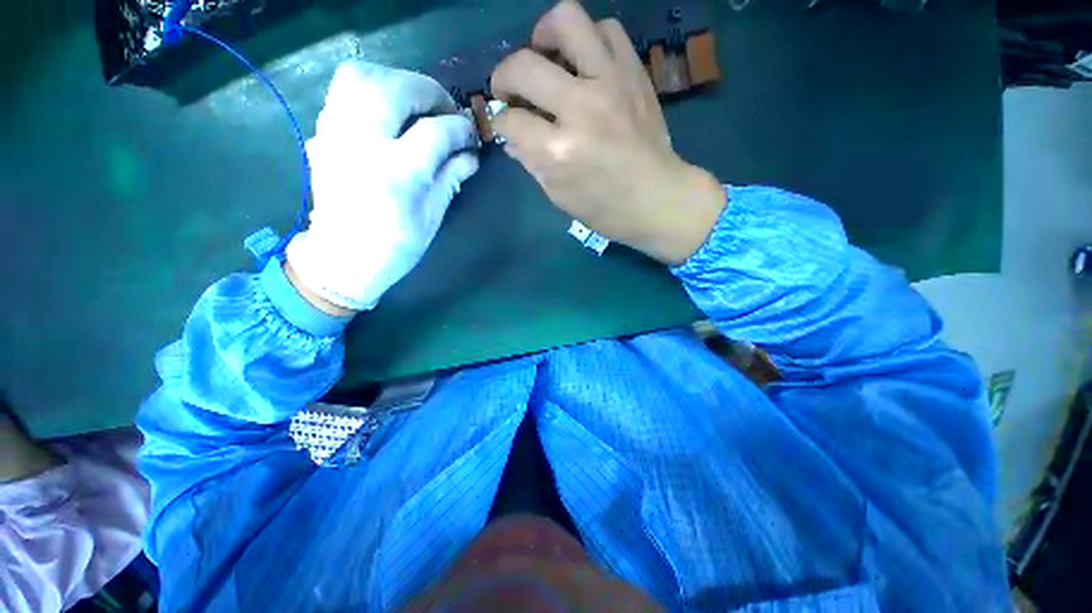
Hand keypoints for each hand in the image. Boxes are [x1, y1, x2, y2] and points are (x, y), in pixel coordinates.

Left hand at [286, 61, 479, 312]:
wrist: (340, 258)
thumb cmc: (394, 246)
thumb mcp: (431, 217)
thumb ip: (451, 178)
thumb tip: (471, 154)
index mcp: (397, 173)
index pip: (435, 131)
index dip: (460, 128)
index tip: (472, 134)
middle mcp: (362, 144)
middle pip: (396, 89)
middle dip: (430, 92)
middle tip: (446, 111)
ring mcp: (336, 134)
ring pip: (362, 76)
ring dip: (397, 80)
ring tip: (416, 103)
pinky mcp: (322, 133)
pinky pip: (344, 90)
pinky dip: (372, 87)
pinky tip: (389, 110)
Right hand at [491, 1, 725, 264]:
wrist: (658, 199)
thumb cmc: (606, 209)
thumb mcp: (560, 196)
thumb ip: (531, 162)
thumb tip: (511, 137)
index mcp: (560, 152)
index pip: (511, 121)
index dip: (501, 123)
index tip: (506, 124)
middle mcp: (581, 108)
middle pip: (524, 66)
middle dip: (504, 76)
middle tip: (511, 89)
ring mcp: (610, 84)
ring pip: (567, 21)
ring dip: (546, 35)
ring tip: (546, 57)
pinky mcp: (634, 73)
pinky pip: (607, 30)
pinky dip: (588, 40)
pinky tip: (584, 63)